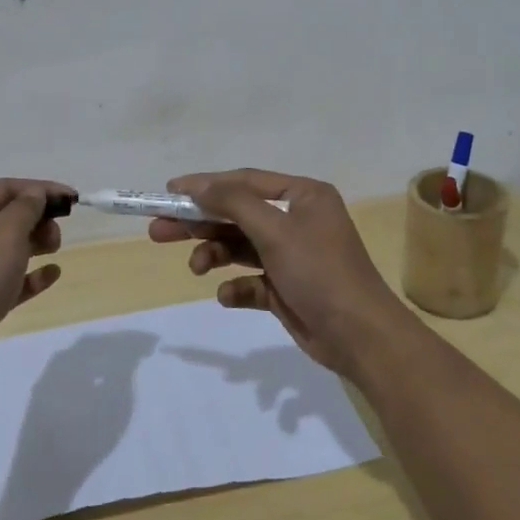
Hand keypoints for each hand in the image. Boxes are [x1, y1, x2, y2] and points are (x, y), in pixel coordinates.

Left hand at [0, 178, 71, 396]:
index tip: (73, 199)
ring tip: (55, 250)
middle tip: (57, 234)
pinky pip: (10, 279)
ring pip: (9, 248)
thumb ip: (26, 208)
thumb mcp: (5, 232)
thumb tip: (36, 194)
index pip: (6, 188)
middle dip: (38, 218)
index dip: (41, 189)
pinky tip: (52, 275)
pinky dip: (31, 275)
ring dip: (36, 244)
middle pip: (7, 216)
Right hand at [151, 169, 406, 378]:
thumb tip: (199, 185)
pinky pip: (251, 280)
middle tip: (159, 229)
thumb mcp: (275, 231)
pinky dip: (236, 287)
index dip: (206, 185)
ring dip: (214, 254)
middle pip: (236, 214)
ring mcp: (291, 255)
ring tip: (195, 268)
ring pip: (240, 247)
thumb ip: (234, 203)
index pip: (244, 182)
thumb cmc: (320, 271)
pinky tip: (228, 296)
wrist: (360, 336)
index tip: (169, 192)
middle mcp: (296, 220)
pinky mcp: (286, 288)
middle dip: (200, 222)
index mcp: (302, 196)